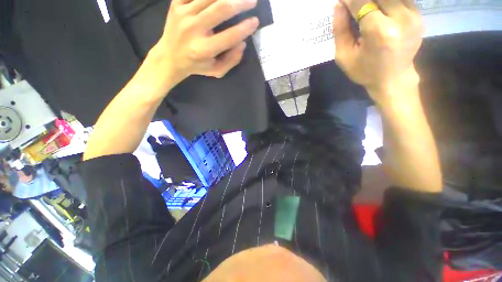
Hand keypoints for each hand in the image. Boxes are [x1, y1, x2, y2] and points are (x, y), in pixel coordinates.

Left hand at [149, 0, 259, 86]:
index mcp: (205, 49)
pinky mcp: (176, 4)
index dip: (245, 28)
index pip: (230, 35)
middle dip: (241, 3)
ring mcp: (183, 13)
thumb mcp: (217, 70)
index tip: (255, 21)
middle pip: (221, 8)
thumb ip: (231, 60)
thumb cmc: (197, 66)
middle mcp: (194, 29)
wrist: (170, 57)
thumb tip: (243, 44)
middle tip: (253, 1)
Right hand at [332, 0, 422, 101]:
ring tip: (366, 10)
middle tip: (354, 6)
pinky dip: (386, 2)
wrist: (393, 79)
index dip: (348, 0)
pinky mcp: (419, 14)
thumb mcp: (344, 56)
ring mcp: (413, 14)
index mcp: (379, 31)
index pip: (361, 2)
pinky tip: (379, 10)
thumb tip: (339, 6)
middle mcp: (400, 18)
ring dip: (375, 1)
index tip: (341, 2)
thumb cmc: (365, 71)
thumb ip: (340, 30)